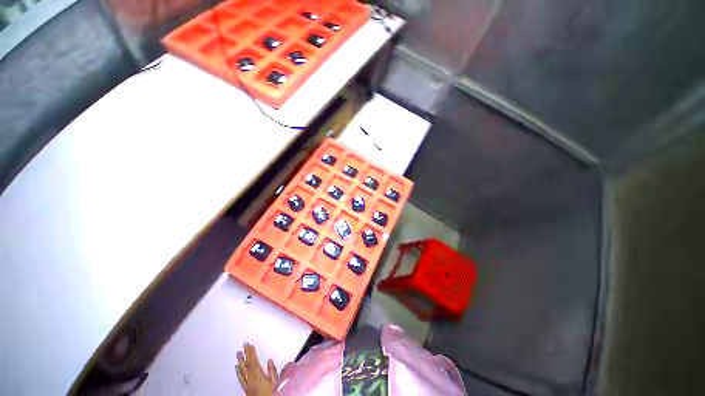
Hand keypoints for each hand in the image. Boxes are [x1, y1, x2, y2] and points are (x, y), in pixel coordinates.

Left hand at [236, 343, 278, 395]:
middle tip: (244, 346)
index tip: (250, 345)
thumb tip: (270, 361)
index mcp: (258, 376)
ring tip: (238, 353)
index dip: (251, 353)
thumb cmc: (270, 394)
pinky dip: (238, 371)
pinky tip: (237, 368)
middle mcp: (251, 379)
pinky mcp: (245, 388)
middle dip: (245, 354)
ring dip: (240, 361)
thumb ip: (272, 371)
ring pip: (242, 370)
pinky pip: (241, 378)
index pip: (253, 362)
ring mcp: (247, 384)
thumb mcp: (275, 382)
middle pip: (247, 365)